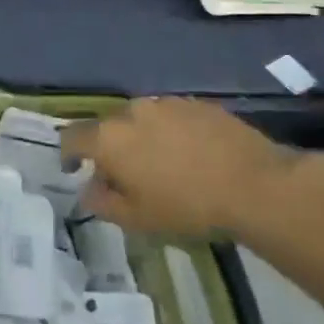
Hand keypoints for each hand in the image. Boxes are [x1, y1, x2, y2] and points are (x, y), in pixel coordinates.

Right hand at [62, 97, 323, 238]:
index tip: (74, 170)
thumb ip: (102, 203)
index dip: (68, 153)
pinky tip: (190, 154)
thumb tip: (89, 190)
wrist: (255, 185)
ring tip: (162, 164)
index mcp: (109, 138)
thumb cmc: (187, 206)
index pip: (72, 137)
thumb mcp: (137, 219)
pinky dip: (170, 132)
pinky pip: (170, 117)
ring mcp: (166, 103)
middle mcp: (131, 111)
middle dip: (110, 148)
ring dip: (141, 138)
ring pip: (141, 119)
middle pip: (108, 126)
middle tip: (126, 176)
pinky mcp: (196, 103)